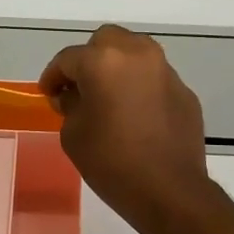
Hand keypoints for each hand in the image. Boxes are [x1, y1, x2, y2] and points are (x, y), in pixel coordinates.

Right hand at [38, 26, 216, 233]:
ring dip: (117, 68)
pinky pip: (154, 78)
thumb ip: (69, 106)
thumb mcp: (73, 135)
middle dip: (88, 59)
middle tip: (79, 87)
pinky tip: (134, 115)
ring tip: (107, 97)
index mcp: (104, 61)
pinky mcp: (184, 92)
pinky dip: (140, 87)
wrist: (170, 191)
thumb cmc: (112, 163)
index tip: (48, 94)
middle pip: (106, 41)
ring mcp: (166, 71)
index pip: (68, 59)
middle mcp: (137, 55)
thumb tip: (75, 96)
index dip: (53, 76)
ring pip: (135, 53)